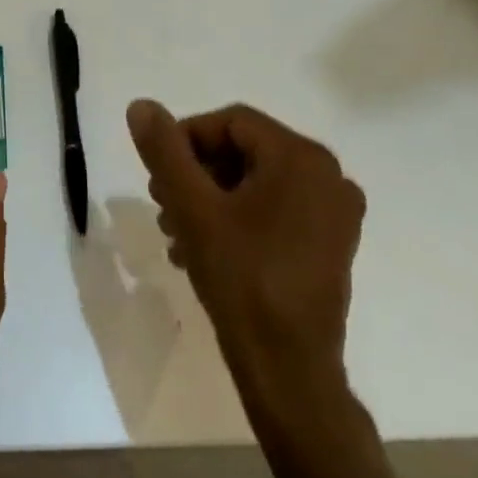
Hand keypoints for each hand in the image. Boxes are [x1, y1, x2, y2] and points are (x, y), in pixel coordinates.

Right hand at [126, 100, 364, 452]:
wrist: (290, 371)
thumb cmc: (242, 279)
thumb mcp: (193, 208)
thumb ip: (165, 151)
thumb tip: (142, 106)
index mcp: (302, 158)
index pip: (231, 122)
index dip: (185, 139)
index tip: (155, 173)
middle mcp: (328, 176)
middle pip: (244, 151)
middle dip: (195, 173)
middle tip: (160, 203)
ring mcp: (335, 213)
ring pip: (256, 183)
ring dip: (209, 198)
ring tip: (173, 231)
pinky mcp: (331, 245)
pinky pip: (275, 210)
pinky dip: (236, 218)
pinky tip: (201, 249)